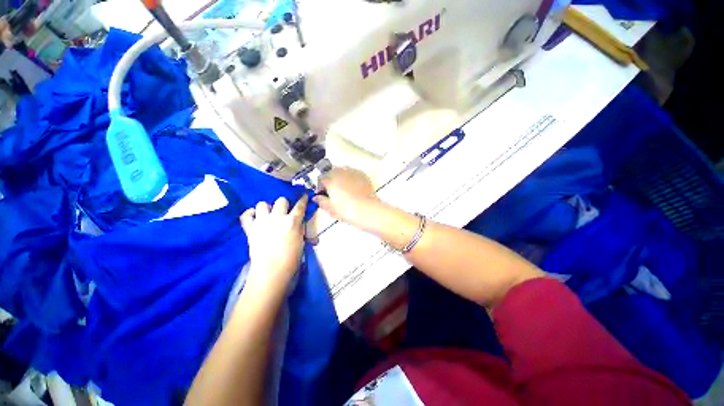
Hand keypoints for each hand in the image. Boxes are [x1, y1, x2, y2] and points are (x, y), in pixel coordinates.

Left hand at [240, 195, 307, 293]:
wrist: (271, 270)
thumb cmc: (291, 258)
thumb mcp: (301, 241)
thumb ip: (300, 228)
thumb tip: (299, 222)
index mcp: (292, 221)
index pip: (300, 206)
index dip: (303, 200)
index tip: (303, 195)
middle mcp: (277, 217)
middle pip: (281, 200)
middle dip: (284, 204)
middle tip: (283, 212)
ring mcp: (262, 222)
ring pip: (262, 204)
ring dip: (267, 208)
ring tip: (268, 215)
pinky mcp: (250, 228)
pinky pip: (246, 215)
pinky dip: (249, 214)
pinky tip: (254, 216)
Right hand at [313, 168, 382, 230]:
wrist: (367, 210)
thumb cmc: (348, 210)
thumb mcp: (331, 209)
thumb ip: (322, 201)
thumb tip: (317, 198)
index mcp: (330, 180)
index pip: (321, 179)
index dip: (320, 186)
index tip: (323, 193)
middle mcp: (341, 173)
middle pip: (331, 172)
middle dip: (330, 179)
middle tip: (333, 190)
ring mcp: (352, 172)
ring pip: (343, 170)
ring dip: (340, 177)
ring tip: (343, 188)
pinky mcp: (362, 175)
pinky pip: (353, 173)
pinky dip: (351, 178)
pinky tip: (353, 187)